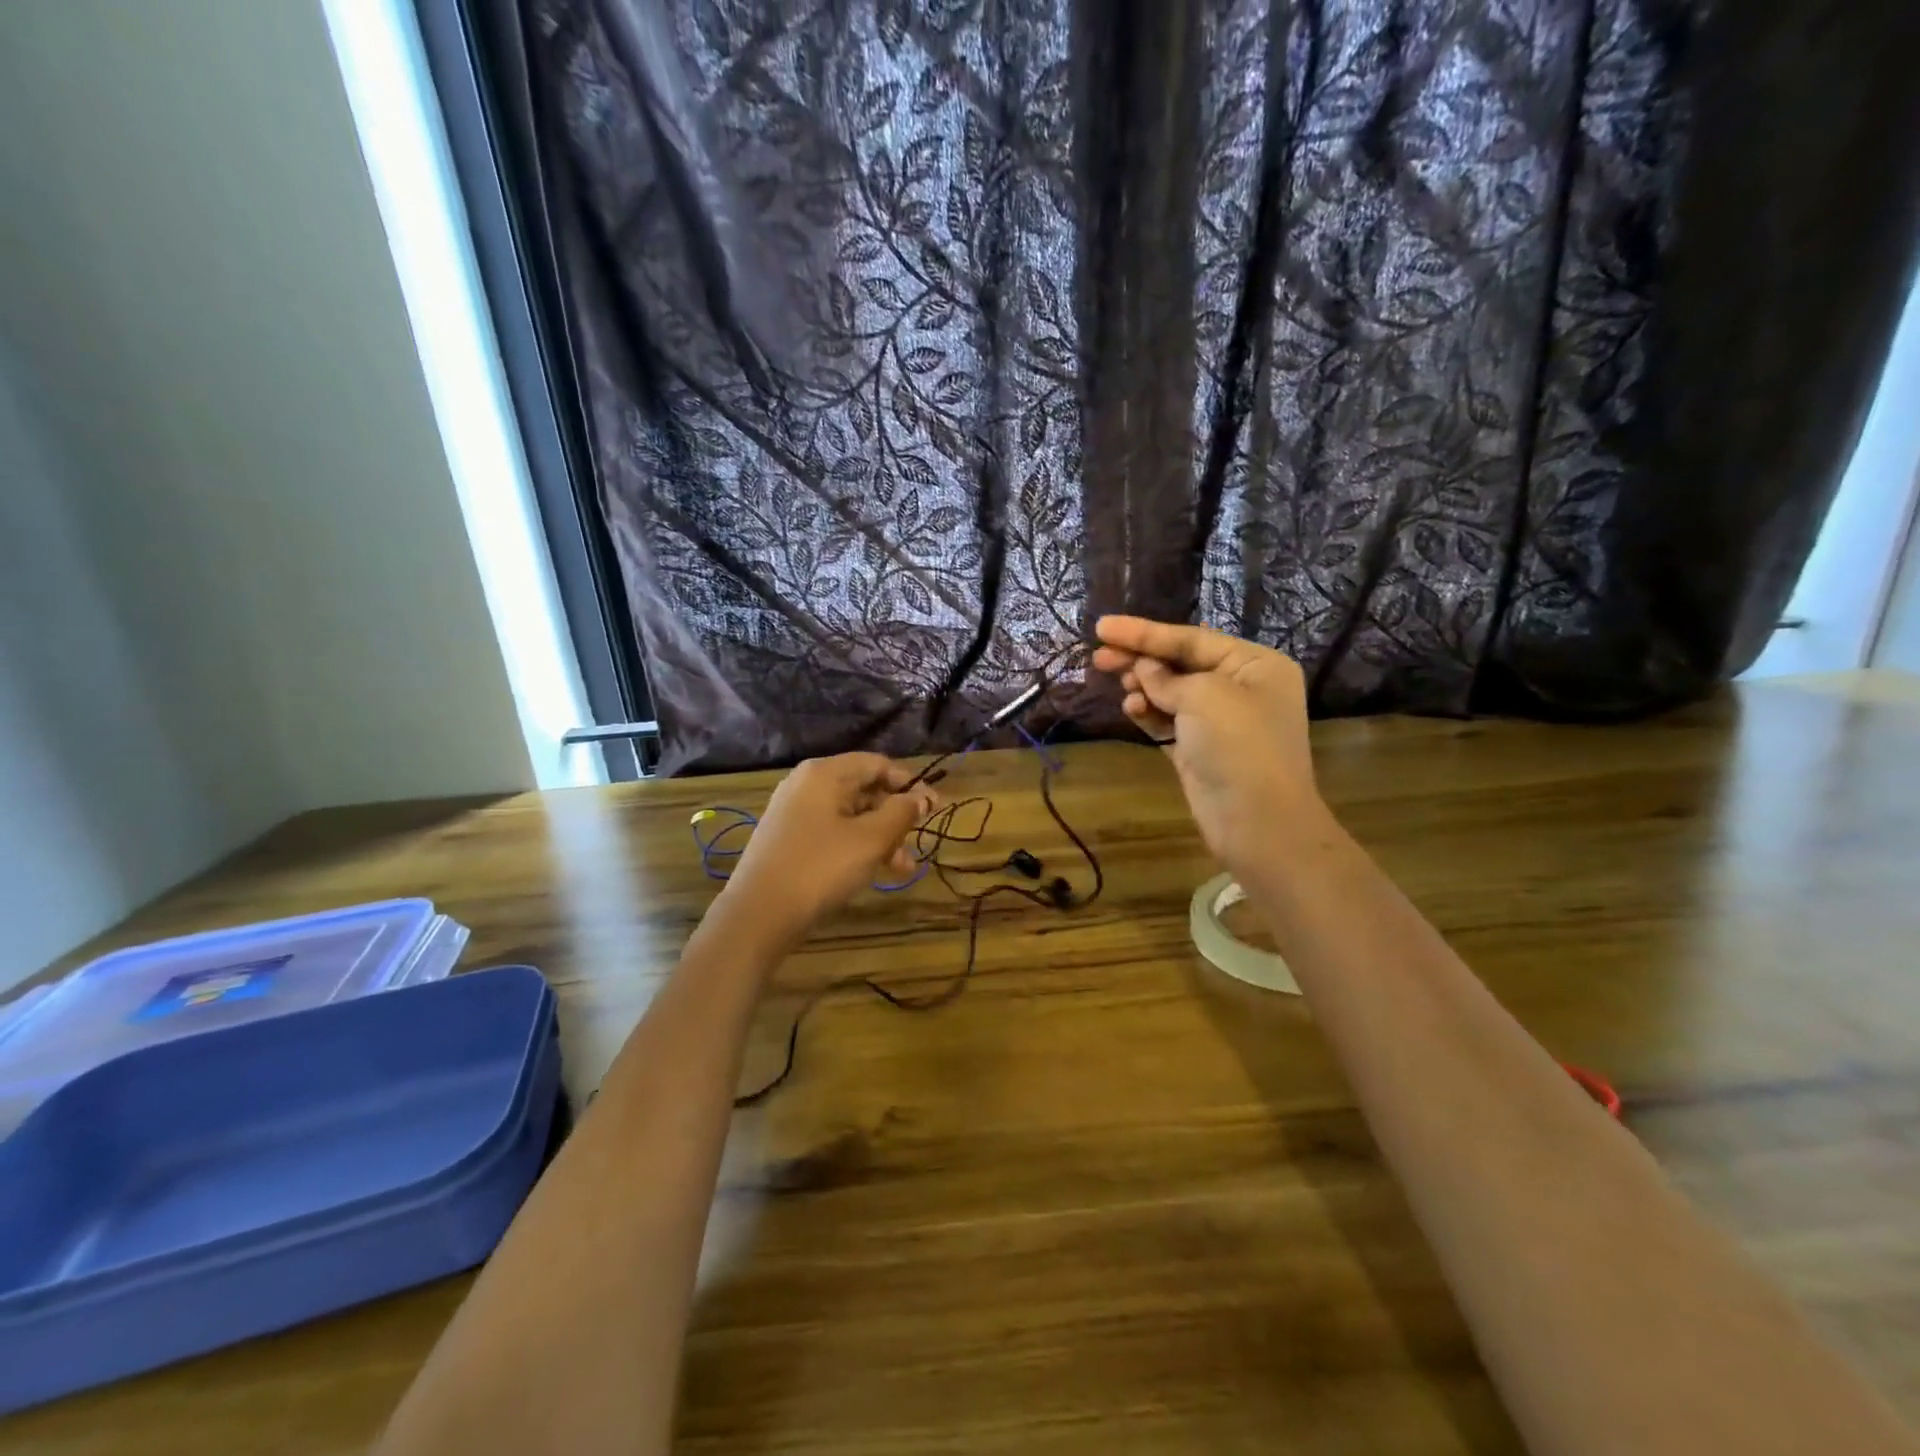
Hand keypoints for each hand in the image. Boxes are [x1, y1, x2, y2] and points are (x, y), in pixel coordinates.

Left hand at [718, 753, 937, 945]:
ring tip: (902, 869)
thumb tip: (921, 797)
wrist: (758, 915)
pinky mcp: (788, 838)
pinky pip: (832, 831)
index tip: (935, 808)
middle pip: (864, 789)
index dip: (910, 784)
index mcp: (824, 773)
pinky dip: (856, 846)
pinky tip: (873, 871)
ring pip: (850, 815)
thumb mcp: (870, 840)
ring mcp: (793, 811)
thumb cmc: (820, 868)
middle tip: (917, 844)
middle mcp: (806, 784)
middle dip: (895, 817)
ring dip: (880, 837)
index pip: (877, 764)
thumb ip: (901, 813)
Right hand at [1092, 616, 1329, 876]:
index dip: (1145, 632)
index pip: (1192, 638)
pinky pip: (1168, 721)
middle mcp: (1240, 687)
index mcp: (1254, 664)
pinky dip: (1149, 713)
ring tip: (1120, 684)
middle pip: (1180, 663)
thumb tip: (1145, 669)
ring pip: (1171, 692)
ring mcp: (1220, 721)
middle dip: (1140, 658)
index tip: (1103, 627)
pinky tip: (1131, 708)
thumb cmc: (1238, 745)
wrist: (1256, 821)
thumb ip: (1167, 677)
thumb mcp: (1204, 697)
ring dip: (1144, 686)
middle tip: (1099, 656)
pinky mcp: (1200, 749)